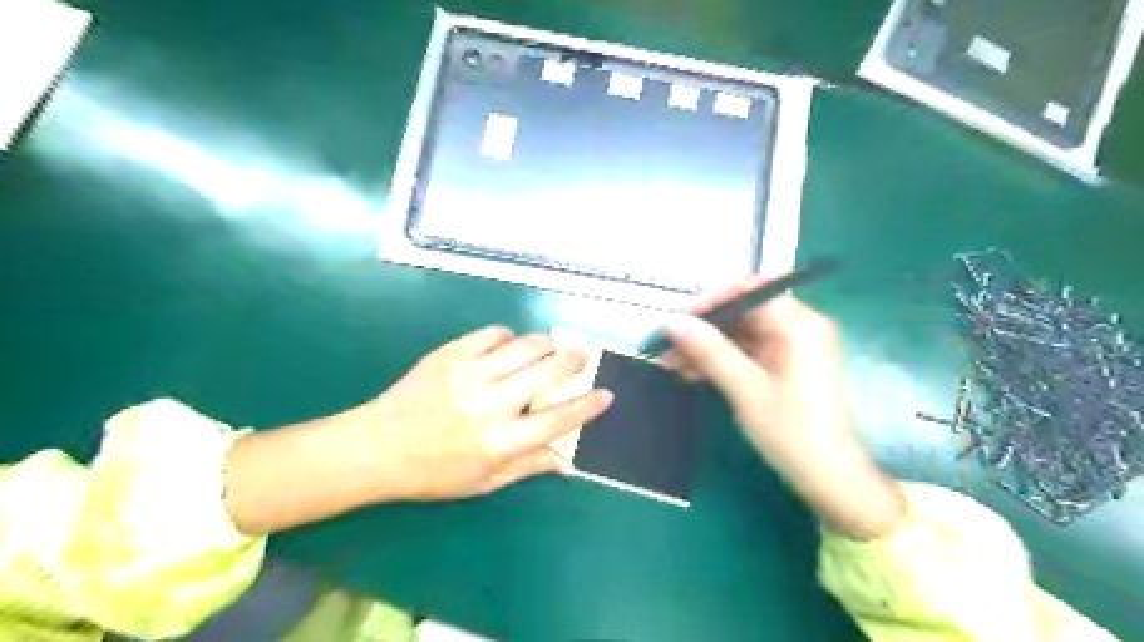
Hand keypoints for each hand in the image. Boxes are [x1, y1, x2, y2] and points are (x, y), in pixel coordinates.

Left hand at [225, 329, 611, 532]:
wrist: (375, 446)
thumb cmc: (432, 473)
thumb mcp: (483, 482)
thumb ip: (528, 466)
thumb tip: (569, 461)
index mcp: (499, 442)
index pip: (558, 419)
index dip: (588, 405)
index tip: (606, 394)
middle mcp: (490, 403)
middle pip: (548, 371)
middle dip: (575, 360)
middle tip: (585, 355)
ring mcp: (469, 373)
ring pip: (526, 345)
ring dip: (547, 343)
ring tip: (553, 347)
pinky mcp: (451, 353)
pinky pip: (493, 334)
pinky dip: (510, 337)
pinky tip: (511, 346)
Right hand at [666, 280, 897, 539]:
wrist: (829, 478)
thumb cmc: (792, 431)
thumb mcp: (745, 389)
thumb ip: (710, 350)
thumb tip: (673, 321)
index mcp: (799, 325)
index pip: (751, 291)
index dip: (713, 300)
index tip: (682, 320)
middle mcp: (799, 328)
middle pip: (744, 312)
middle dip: (704, 328)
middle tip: (669, 345)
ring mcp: (793, 348)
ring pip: (741, 334)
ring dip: (707, 347)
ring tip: (671, 363)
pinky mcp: (786, 366)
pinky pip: (748, 353)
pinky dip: (722, 361)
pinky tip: (692, 374)